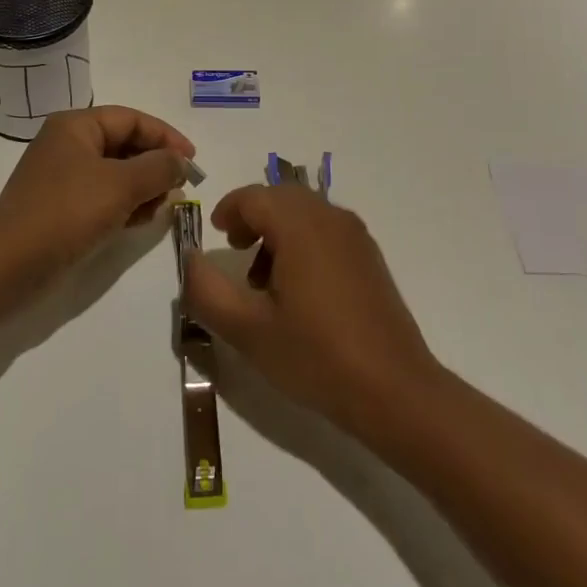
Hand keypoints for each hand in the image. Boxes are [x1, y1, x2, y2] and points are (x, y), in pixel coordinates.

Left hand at [0, 105, 194, 283]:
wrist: (7, 266)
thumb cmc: (66, 213)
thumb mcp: (120, 186)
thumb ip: (158, 168)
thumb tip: (181, 161)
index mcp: (76, 125)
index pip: (132, 119)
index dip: (166, 136)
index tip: (193, 161)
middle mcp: (68, 143)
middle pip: (125, 144)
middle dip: (155, 165)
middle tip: (179, 188)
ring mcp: (62, 176)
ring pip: (116, 172)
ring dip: (143, 187)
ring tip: (160, 208)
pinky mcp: (61, 206)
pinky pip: (103, 195)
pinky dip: (124, 204)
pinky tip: (139, 221)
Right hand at [182, 185, 440, 437]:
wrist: (394, 390)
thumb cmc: (316, 356)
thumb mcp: (248, 330)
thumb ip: (207, 290)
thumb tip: (191, 258)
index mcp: (300, 225)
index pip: (254, 196)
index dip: (229, 210)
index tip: (216, 236)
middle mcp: (330, 217)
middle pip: (281, 197)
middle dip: (253, 217)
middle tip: (235, 252)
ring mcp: (356, 236)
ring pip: (305, 212)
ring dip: (278, 230)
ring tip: (264, 280)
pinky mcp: (370, 257)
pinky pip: (327, 230)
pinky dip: (303, 241)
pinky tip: (299, 290)